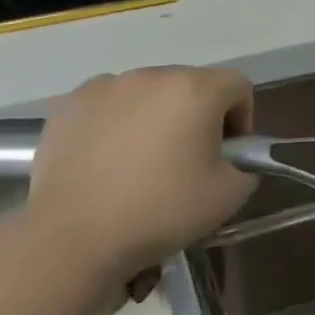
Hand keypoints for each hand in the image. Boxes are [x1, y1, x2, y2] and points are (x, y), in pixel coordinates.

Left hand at [26, 67, 257, 284]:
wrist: (72, 239)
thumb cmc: (160, 212)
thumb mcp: (228, 196)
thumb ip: (245, 167)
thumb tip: (231, 160)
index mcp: (196, 90)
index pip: (237, 87)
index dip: (241, 119)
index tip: (227, 155)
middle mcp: (153, 75)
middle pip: (190, 86)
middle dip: (196, 117)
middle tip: (186, 162)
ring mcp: (107, 86)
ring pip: (148, 94)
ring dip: (155, 117)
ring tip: (140, 163)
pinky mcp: (70, 104)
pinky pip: (108, 105)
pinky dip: (115, 123)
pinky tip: (105, 162)